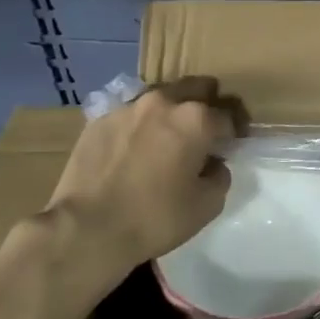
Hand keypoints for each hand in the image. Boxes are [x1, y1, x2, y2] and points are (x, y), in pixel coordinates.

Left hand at [19, 77, 244, 313]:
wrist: (86, 229)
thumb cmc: (155, 218)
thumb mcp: (207, 205)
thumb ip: (220, 176)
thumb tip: (213, 164)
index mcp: (196, 118)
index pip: (227, 116)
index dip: (233, 133)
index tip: (231, 146)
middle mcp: (164, 102)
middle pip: (196, 89)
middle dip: (205, 106)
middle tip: (201, 134)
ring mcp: (127, 107)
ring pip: (160, 98)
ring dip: (169, 113)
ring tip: (164, 140)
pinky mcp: (98, 120)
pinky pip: (129, 116)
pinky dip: (138, 127)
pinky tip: (132, 151)